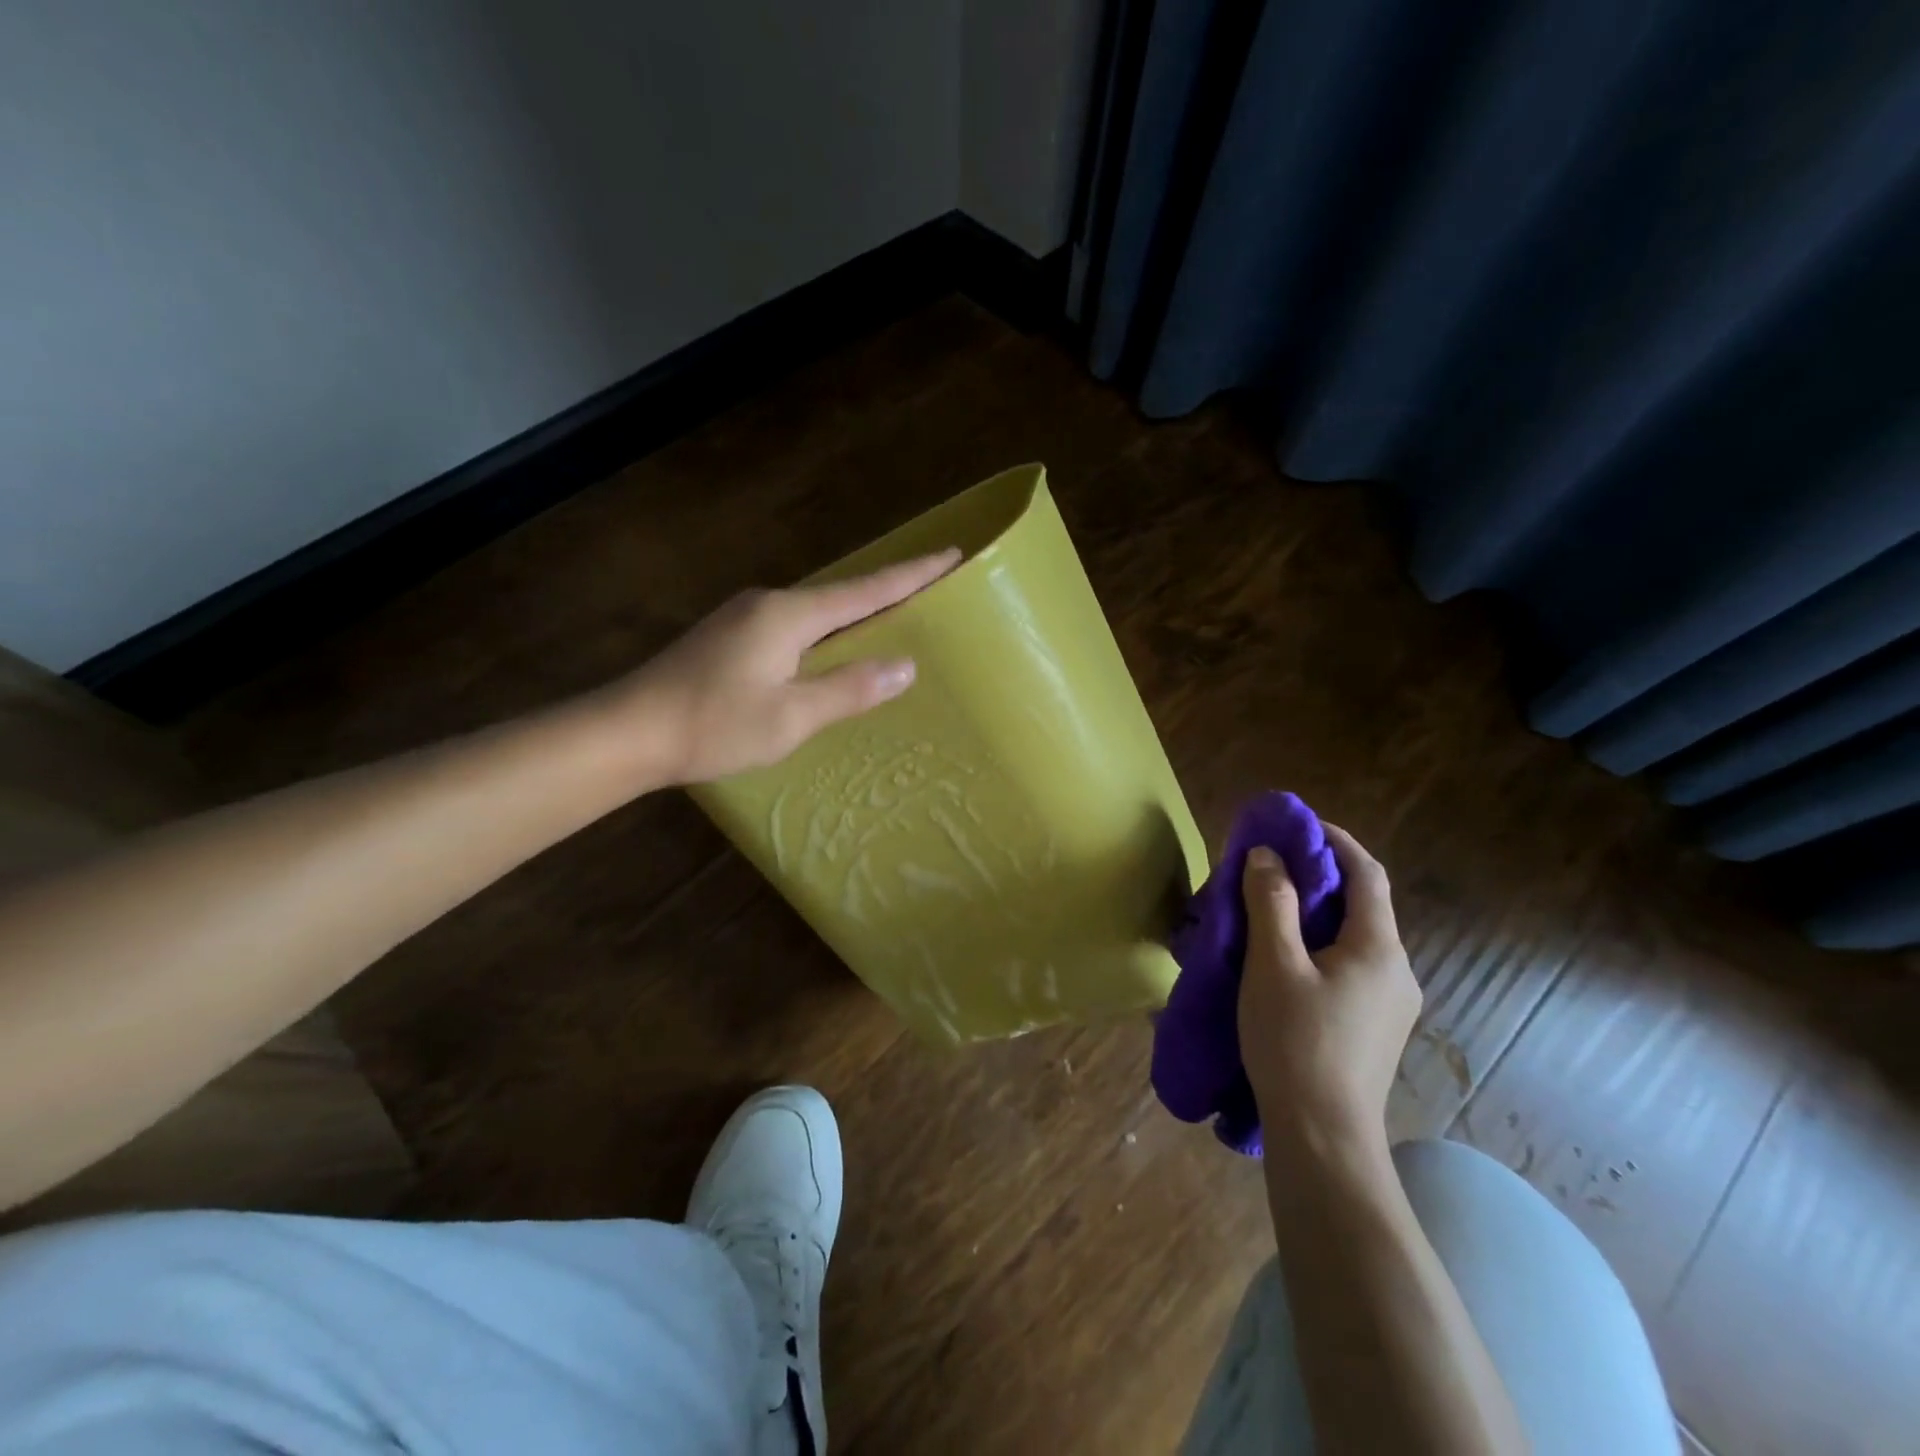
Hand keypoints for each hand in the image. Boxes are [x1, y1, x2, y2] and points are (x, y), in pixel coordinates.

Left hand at [620, 549, 959, 783]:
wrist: (626, 731)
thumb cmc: (713, 726)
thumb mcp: (791, 717)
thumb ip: (849, 689)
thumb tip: (905, 666)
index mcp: (788, 615)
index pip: (866, 590)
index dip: (911, 575)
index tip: (952, 555)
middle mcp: (767, 604)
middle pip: (841, 595)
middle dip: (886, 592)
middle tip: (929, 591)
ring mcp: (742, 618)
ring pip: (814, 612)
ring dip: (853, 615)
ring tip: (888, 623)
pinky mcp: (727, 637)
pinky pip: (792, 626)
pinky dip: (823, 633)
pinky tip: (828, 652)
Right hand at [1239, 824, 1420, 1156]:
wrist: (1323, 1138)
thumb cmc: (1295, 1043)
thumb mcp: (1273, 965)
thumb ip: (1271, 903)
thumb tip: (1266, 856)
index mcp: (1379, 949)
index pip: (1367, 873)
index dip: (1335, 841)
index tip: (1297, 826)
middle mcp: (1397, 970)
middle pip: (1362, 904)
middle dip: (1318, 876)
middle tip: (1270, 867)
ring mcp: (1390, 1002)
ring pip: (1353, 937)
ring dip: (1315, 912)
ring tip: (1268, 909)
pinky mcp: (1374, 1026)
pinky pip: (1349, 965)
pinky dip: (1318, 944)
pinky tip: (1283, 959)